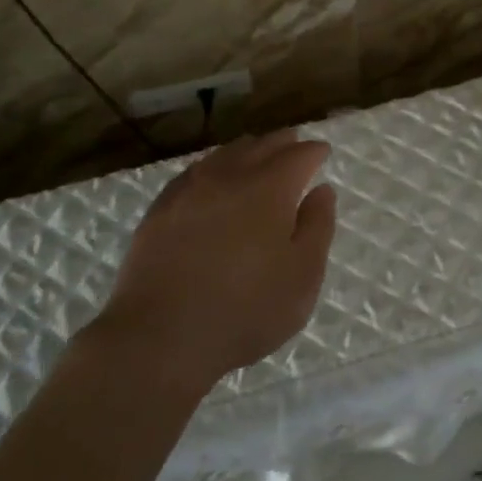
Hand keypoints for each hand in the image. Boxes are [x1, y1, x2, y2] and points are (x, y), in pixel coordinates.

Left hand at [90, 132, 336, 395]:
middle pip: (261, 146)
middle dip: (283, 143)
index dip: (314, 151)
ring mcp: (189, 190)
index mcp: (269, 188)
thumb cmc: (245, 311)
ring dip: (247, 150)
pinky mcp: (160, 209)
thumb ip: (317, 227)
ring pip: (224, 154)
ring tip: (257, 154)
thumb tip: (322, 190)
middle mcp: (229, 177)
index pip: (298, 155)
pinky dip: (213, 167)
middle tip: (295, 145)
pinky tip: (212, 178)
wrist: (159, 337)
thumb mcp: (302, 276)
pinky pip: (194, 172)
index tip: (323, 153)